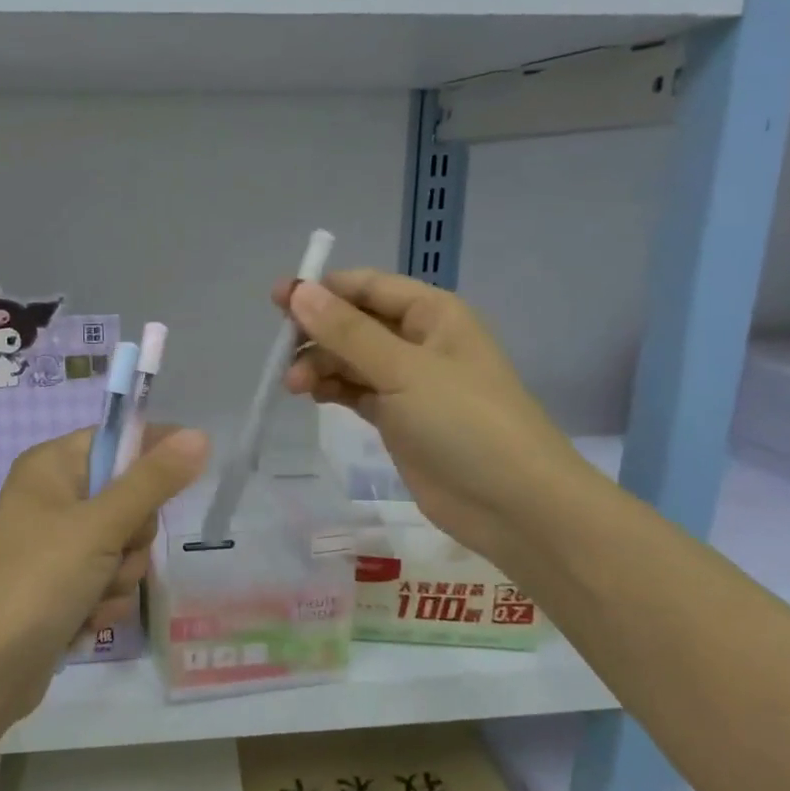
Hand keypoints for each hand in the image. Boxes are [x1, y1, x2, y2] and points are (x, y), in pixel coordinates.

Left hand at [0, 427, 209, 725]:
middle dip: (131, 536)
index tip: (186, 478)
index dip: (153, 455)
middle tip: (113, 553)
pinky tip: (83, 620)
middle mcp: (52, 499)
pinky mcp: (61, 585)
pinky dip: (104, 601)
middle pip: (128, 498)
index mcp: (50, 466)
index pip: (116, 440)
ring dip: (120, 576)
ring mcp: (56, 545)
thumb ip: (153, 481)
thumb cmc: (38, 581)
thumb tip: (199, 435)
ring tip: (91, 596)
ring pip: (123, 546)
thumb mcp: (100, 526)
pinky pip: (107, 580)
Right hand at [276, 269, 583, 562]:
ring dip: (320, 365)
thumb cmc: (464, 422)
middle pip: (355, 324)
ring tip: (294, 386)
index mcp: (433, 314)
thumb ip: (347, 332)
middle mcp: (419, 342)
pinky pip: (356, 391)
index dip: (323, 289)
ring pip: (352, 360)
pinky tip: (312, 396)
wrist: (511, 503)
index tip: (278, 299)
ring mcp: (409, 383)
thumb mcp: (403, 370)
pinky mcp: (398, 419)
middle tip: (281, 355)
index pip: (369, 287)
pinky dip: (333, 389)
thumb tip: (298, 291)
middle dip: (317, 333)